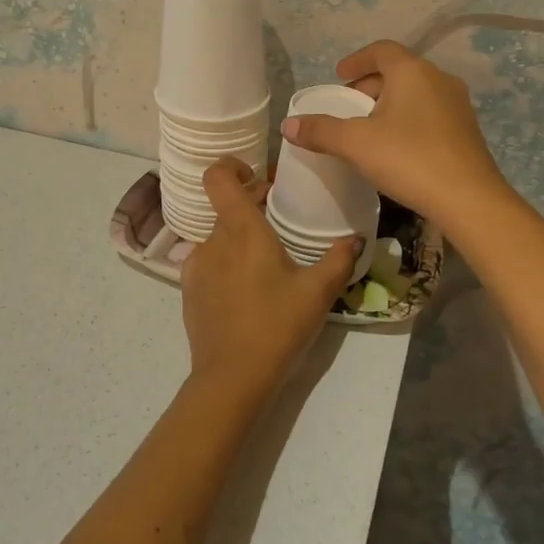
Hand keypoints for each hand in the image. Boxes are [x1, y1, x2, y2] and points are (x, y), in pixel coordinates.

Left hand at [180, 159, 358, 397]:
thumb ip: (339, 259)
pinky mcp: (188, 290)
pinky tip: (246, 288)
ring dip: (238, 238)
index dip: (231, 166)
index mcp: (241, 230)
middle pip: (225, 207)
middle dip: (250, 206)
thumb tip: (356, 237)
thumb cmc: (277, 326)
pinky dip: (225, 263)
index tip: (254, 176)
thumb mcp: (318, 292)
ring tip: (265, 260)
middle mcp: (212, 240)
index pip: (218, 177)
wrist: (231, 377)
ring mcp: (195, 266)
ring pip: (217, 236)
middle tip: (278, 219)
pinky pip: (207, 262)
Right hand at [280, 40, 511, 231]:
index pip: (381, 50)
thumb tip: (287, 125)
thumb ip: (320, 131)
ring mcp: (457, 105)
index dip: (357, 60)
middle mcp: (439, 79)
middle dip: (370, 85)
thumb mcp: (356, 144)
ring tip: (368, 127)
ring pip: (415, 93)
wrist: (469, 200)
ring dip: (389, 103)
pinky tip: (397, 146)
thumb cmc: (409, 159)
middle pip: (398, 71)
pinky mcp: (466, 131)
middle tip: (348, 106)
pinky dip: (408, 119)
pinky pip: (429, 113)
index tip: (339, 75)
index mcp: (412, 72)